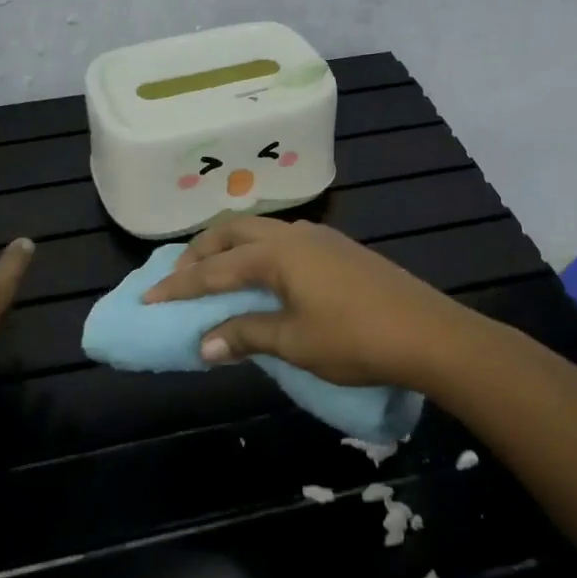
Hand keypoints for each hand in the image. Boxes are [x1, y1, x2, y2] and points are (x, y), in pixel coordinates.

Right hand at [142, 216, 472, 387]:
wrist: (429, 334)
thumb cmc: (355, 338)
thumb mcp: (294, 341)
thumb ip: (245, 335)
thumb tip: (204, 345)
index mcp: (277, 253)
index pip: (214, 269)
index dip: (178, 287)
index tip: (147, 299)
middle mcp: (295, 235)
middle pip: (233, 232)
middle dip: (200, 253)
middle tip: (178, 279)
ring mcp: (321, 239)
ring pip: (260, 234)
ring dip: (230, 251)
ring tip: (215, 278)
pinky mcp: (340, 251)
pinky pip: (283, 244)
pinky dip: (257, 257)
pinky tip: (262, 281)